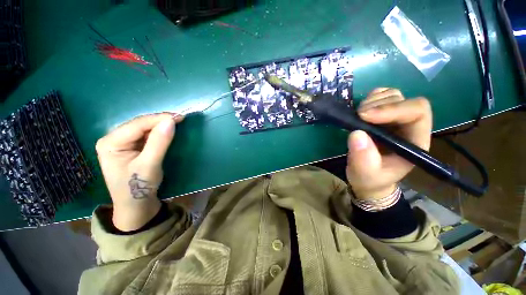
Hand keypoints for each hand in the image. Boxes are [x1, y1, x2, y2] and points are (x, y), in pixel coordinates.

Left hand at [95, 113, 183, 230]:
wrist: (136, 206)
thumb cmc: (139, 188)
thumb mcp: (150, 165)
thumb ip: (159, 142)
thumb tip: (171, 121)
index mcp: (110, 143)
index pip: (137, 125)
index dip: (159, 119)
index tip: (180, 117)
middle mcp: (113, 139)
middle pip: (139, 125)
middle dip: (160, 121)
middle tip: (180, 119)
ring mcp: (122, 143)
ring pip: (143, 129)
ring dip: (160, 126)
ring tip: (177, 123)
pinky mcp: (131, 148)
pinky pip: (146, 135)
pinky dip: (158, 133)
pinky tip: (167, 132)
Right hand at [346, 88, 431, 199]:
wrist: (366, 177)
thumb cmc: (370, 178)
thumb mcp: (365, 173)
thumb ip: (363, 158)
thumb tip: (357, 133)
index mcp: (414, 141)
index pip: (417, 112)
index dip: (393, 109)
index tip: (365, 116)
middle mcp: (408, 126)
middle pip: (403, 100)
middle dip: (378, 105)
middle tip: (358, 117)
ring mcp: (395, 119)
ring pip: (392, 95)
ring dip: (372, 101)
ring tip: (358, 116)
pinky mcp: (381, 116)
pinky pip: (380, 96)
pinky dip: (370, 98)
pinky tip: (361, 110)